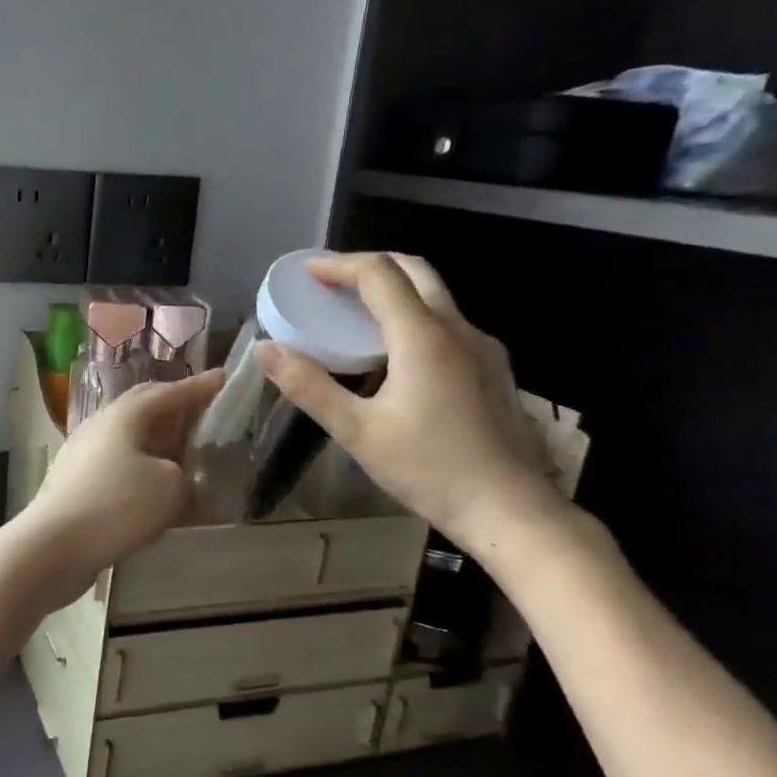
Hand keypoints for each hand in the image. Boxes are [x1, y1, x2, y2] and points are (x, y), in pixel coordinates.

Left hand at [17, 369, 224, 586]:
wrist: (53, 546)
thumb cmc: (116, 506)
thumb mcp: (170, 489)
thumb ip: (188, 478)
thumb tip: (184, 480)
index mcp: (125, 415)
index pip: (169, 392)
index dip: (199, 387)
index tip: (223, 378)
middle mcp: (101, 425)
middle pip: (144, 408)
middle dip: (175, 407)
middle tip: (203, 410)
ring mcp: (84, 453)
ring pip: (130, 438)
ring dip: (159, 441)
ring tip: (184, 451)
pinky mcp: (77, 482)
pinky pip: (119, 464)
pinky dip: (143, 469)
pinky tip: (156, 488)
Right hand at [254, 253, 565, 547]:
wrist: (511, 510)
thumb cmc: (430, 469)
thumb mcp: (356, 431)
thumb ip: (309, 386)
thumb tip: (265, 349)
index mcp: (423, 337)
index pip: (379, 274)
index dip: (339, 265)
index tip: (306, 273)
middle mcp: (458, 329)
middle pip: (414, 271)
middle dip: (369, 267)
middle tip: (331, 284)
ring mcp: (483, 347)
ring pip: (435, 296)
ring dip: (393, 290)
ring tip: (354, 315)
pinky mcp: (493, 369)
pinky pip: (448, 323)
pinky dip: (413, 316)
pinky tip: (394, 354)